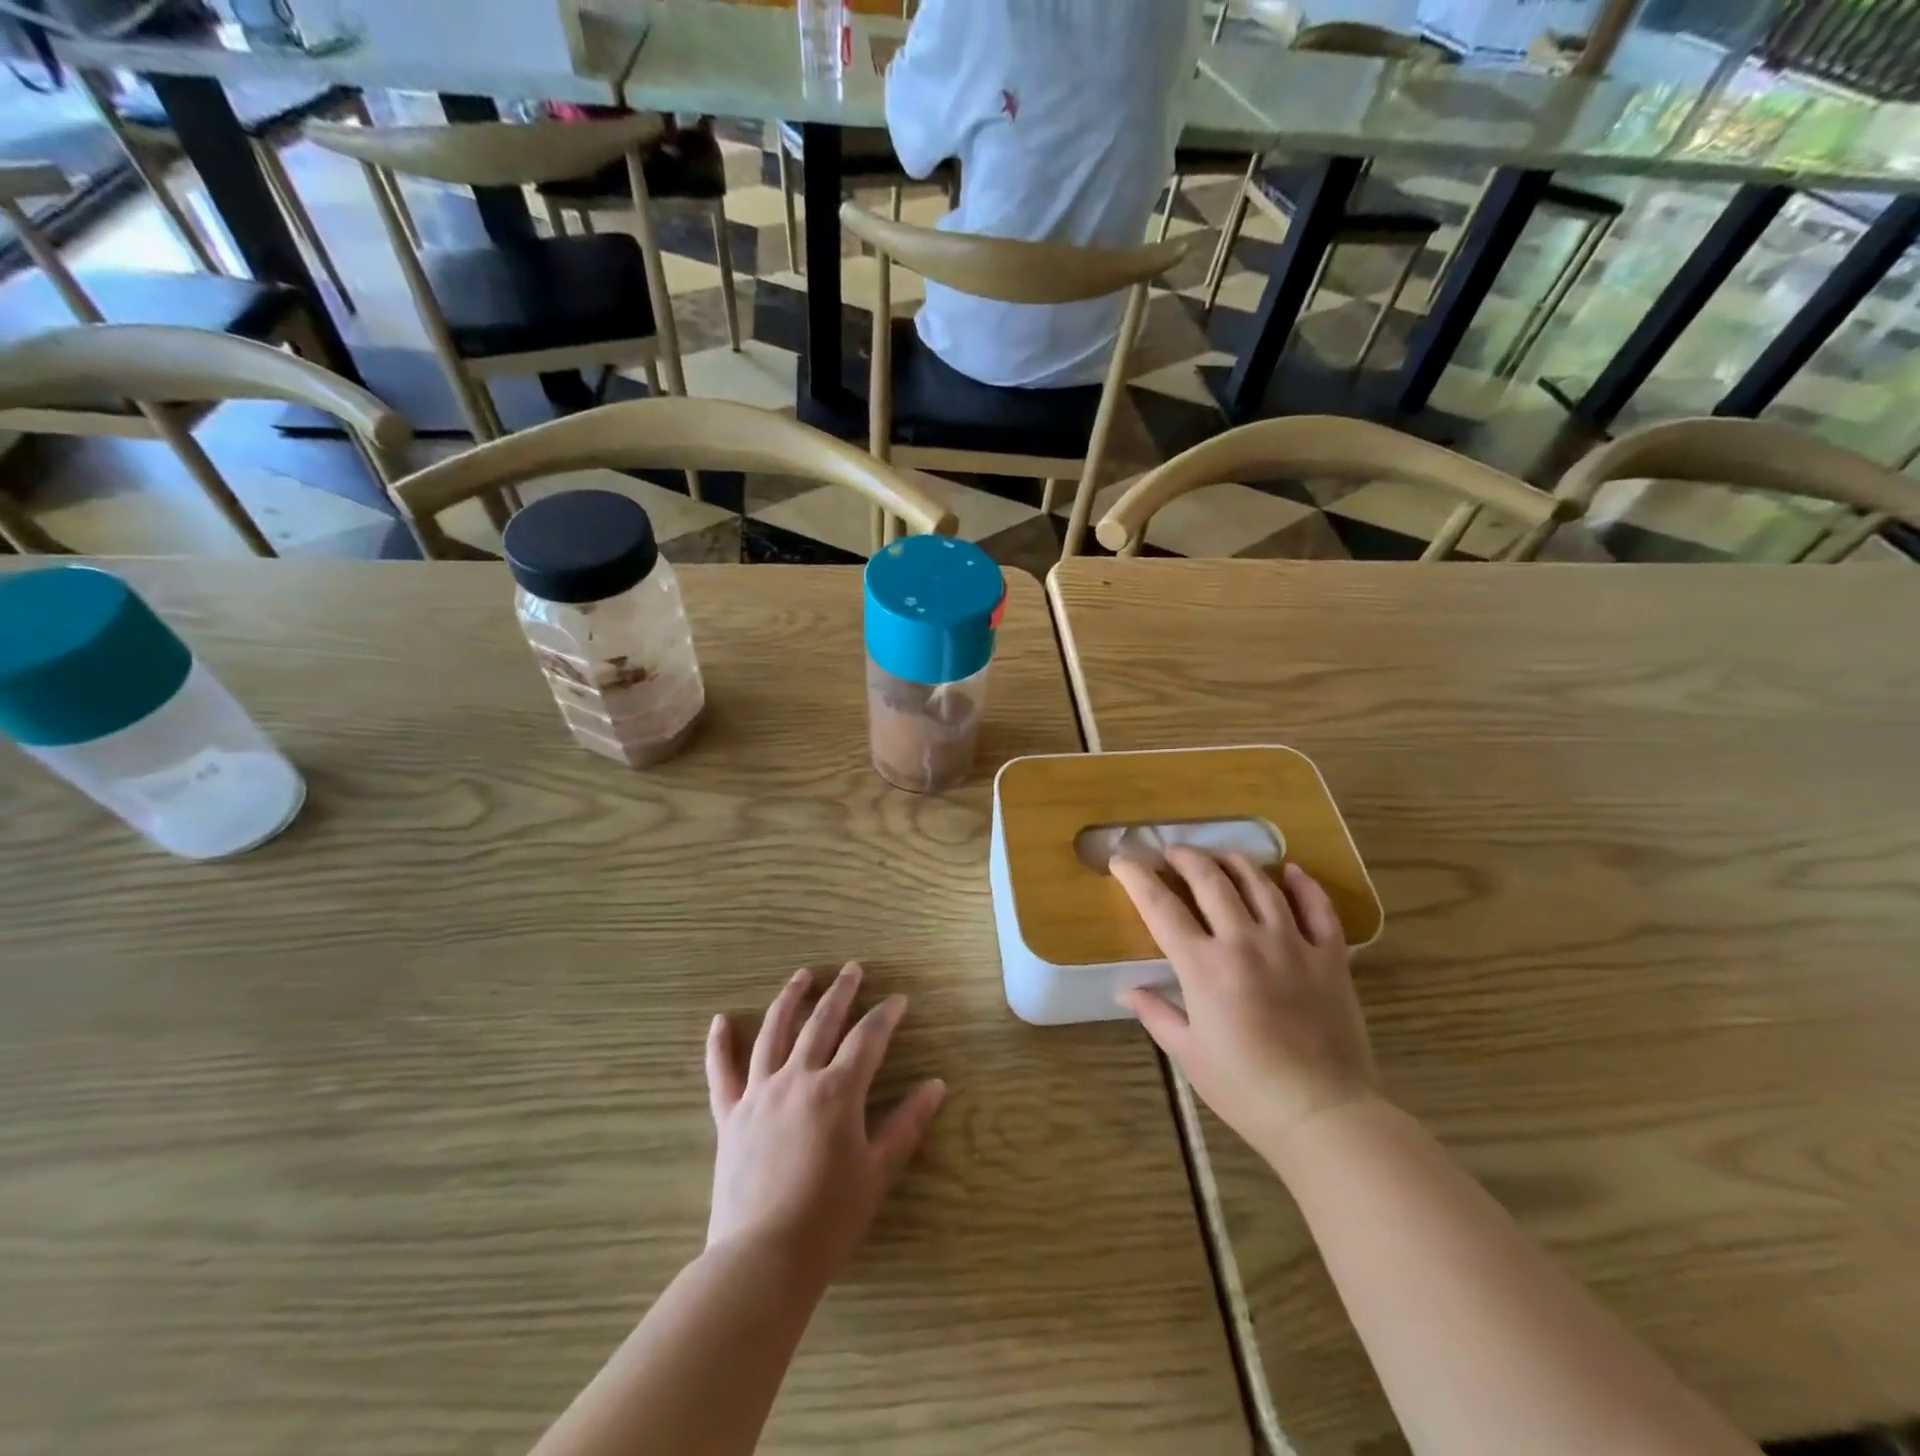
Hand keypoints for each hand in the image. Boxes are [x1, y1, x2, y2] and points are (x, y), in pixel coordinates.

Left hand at [705, 963, 946, 1286]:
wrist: (762, 1260)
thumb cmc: (829, 1218)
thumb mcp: (877, 1171)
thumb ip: (907, 1124)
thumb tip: (937, 1085)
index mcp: (837, 1091)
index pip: (868, 1038)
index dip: (886, 1015)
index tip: (899, 999)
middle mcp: (797, 1078)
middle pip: (822, 1022)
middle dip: (841, 992)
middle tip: (853, 969)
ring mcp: (758, 1094)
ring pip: (773, 1032)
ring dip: (790, 999)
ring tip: (802, 976)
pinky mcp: (729, 1116)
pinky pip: (722, 1073)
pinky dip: (719, 1045)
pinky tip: (720, 1020)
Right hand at [1111, 850, 1380, 1160]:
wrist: (1321, 1114)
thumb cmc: (1244, 1088)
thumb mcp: (1188, 1054)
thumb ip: (1156, 1014)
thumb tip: (1126, 991)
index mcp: (1204, 966)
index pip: (1161, 907)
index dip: (1137, 878)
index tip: (1122, 860)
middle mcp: (1245, 942)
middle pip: (1211, 880)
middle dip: (1186, 858)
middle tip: (1173, 852)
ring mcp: (1291, 944)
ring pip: (1261, 884)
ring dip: (1236, 862)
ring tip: (1221, 856)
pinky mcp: (1330, 957)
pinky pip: (1318, 908)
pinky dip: (1305, 885)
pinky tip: (1292, 872)